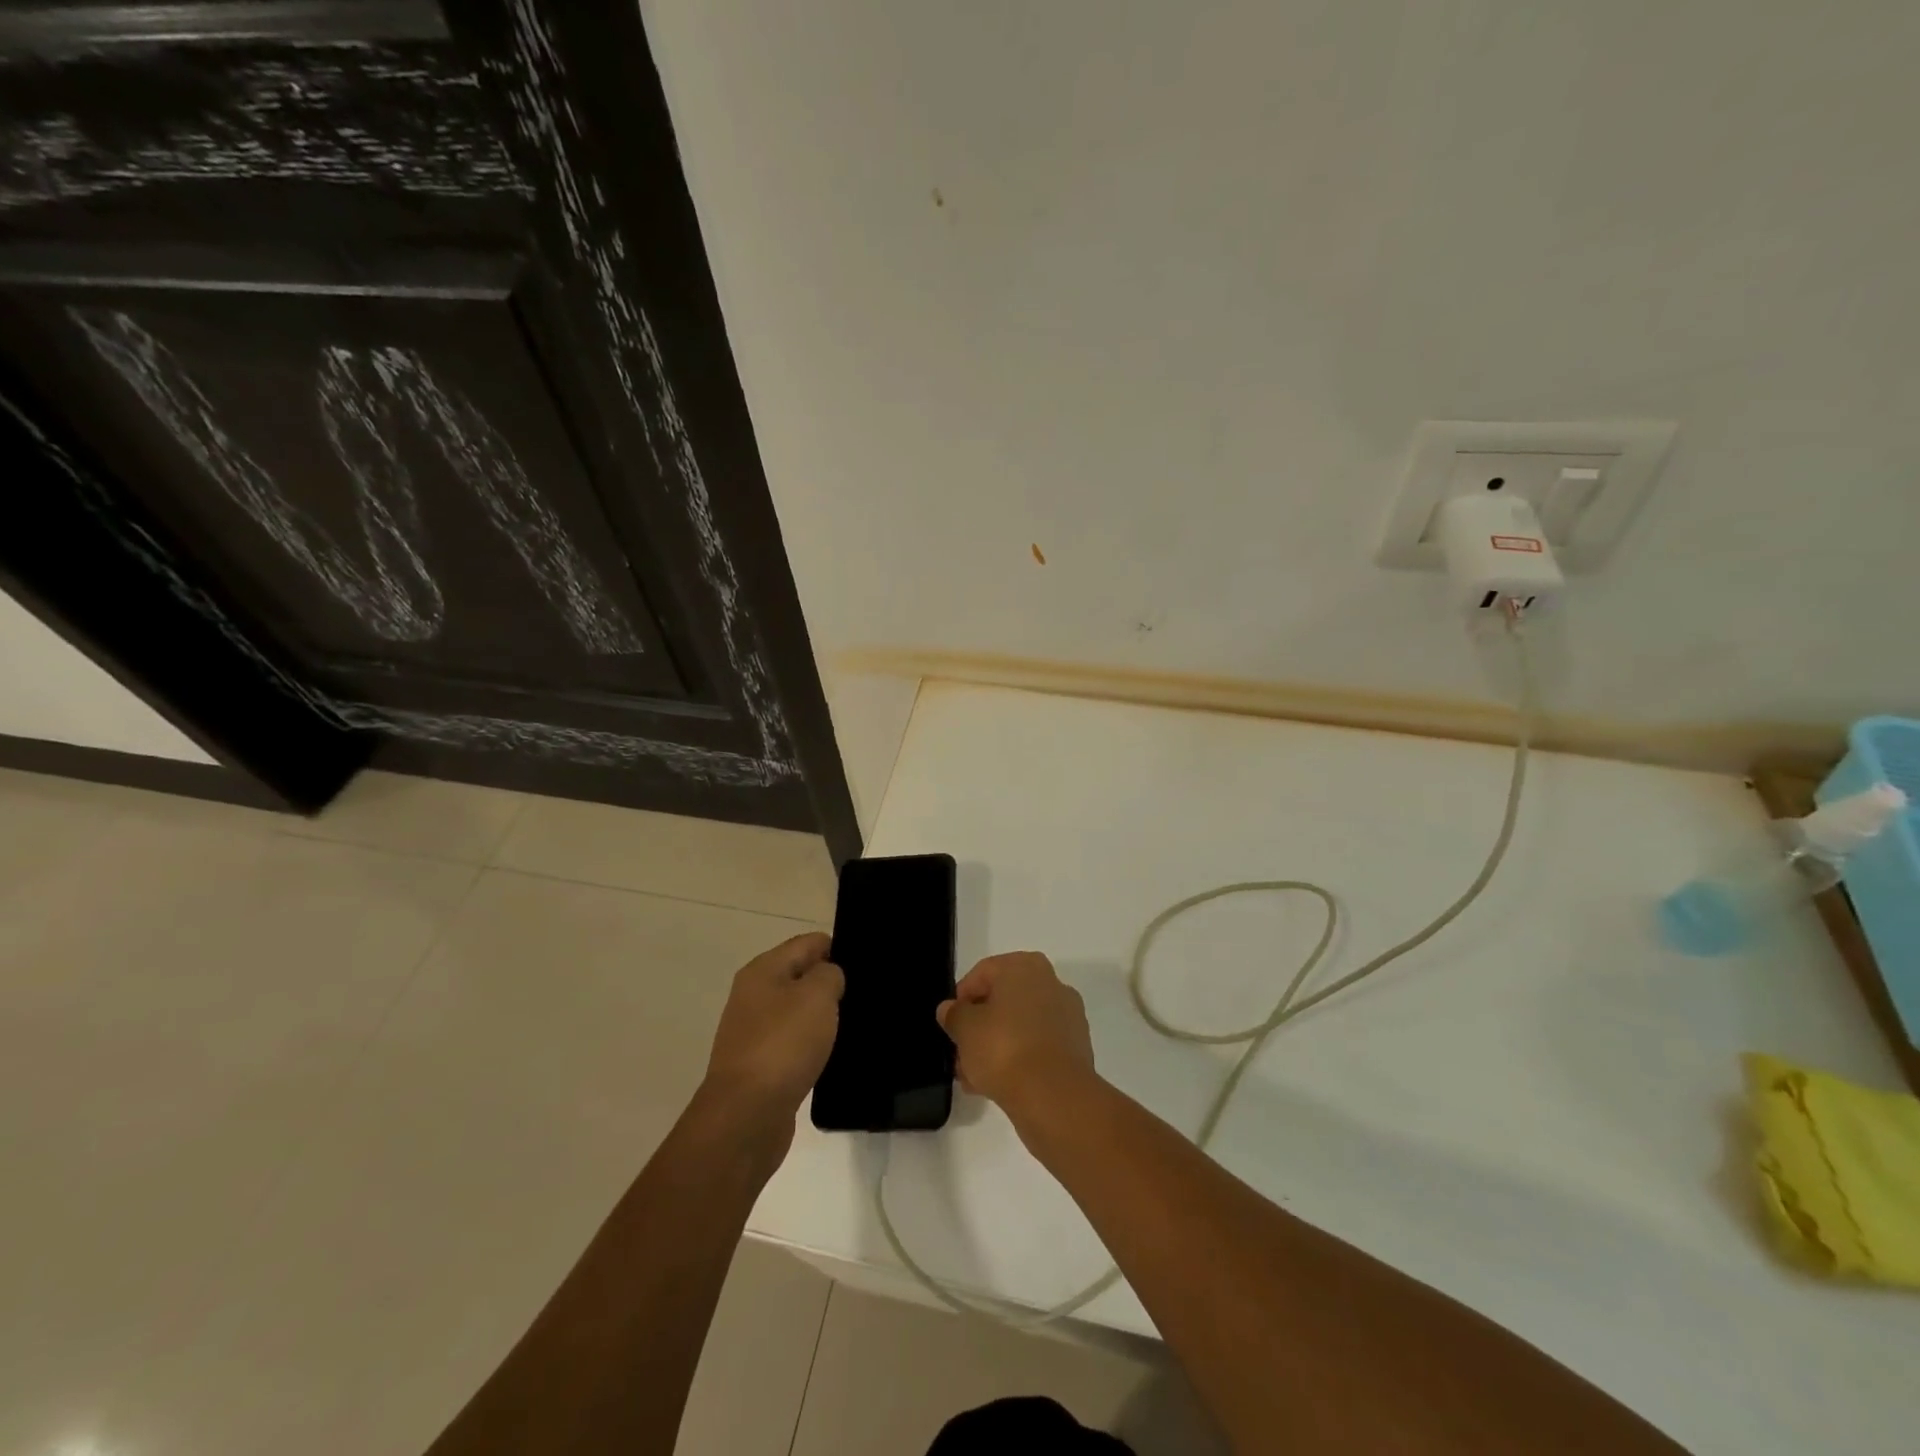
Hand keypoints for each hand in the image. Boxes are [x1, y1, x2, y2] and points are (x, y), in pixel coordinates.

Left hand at [698, 932, 843, 1165]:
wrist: (746, 1116)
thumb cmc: (783, 1045)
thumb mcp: (817, 995)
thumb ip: (829, 974)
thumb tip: (829, 977)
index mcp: (763, 970)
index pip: (808, 943)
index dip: (837, 948)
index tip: (866, 964)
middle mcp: (754, 996)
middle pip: (800, 976)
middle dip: (830, 983)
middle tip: (865, 994)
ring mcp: (754, 1032)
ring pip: (797, 1011)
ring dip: (822, 1017)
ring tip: (855, 1024)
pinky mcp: (760, 1066)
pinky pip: (793, 1044)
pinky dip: (812, 1046)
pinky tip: (832, 1055)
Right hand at [937, 952, 1096, 1115]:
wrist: (1053, 1096)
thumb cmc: (1003, 1048)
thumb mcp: (965, 1029)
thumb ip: (954, 1014)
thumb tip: (950, 1009)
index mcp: (1025, 967)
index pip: (983, 973)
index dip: (961, 997)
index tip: (950, 1023)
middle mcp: (1051, 983)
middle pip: (1003, 1000)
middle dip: (979, 1026)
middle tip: (960, 1052)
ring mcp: (1067, 1016)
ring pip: (1020, 1026)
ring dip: (995, 1046)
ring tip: (973, 1076)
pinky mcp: (1075, 1047)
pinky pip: (1037, 1046)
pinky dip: (1018, 1059)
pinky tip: (997, 1085)